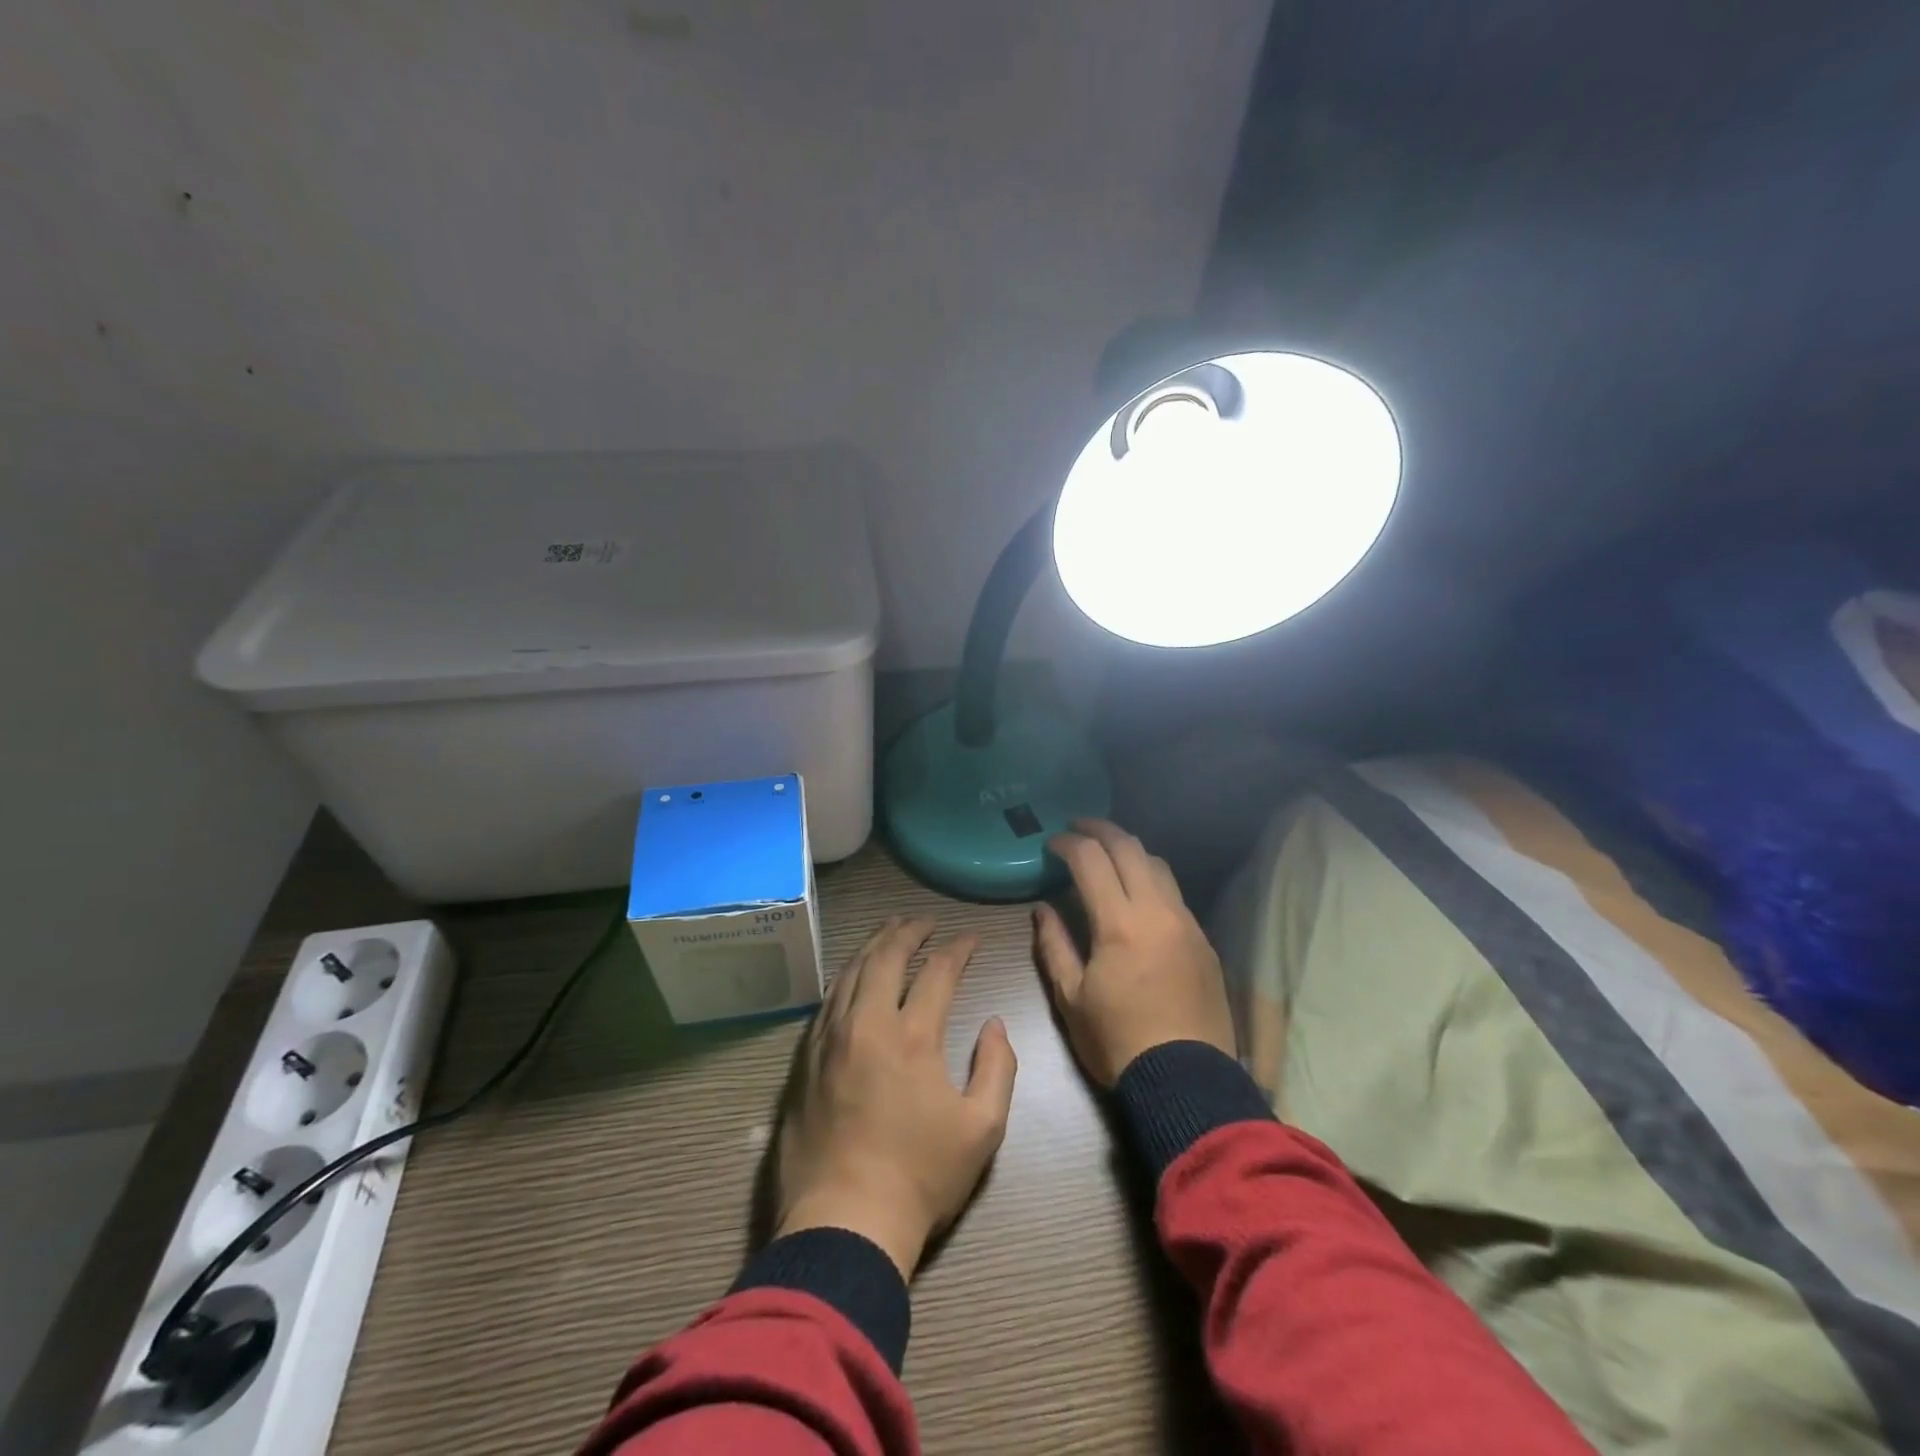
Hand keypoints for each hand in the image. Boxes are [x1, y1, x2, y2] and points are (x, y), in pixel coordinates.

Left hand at [774, 916, 1017, 1279]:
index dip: (958, 949)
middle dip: (909, 930)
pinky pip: (827, 1000)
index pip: (938, 972)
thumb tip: (995, 1023)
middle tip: (925, 920)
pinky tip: (853, 973)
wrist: (843, 1222)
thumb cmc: (921, 1177)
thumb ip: (998, 1067)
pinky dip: (846, 975)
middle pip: (886, 956)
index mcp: (913, 1036)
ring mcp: (830, 1038)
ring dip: (874, 944)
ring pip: (851, 971)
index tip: (971, 939)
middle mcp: (868, 1023)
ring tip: (890, 930)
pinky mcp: (806, 1059)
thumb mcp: (983, 1129)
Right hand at [1035, 819, 1235, 1087]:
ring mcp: (1187, 923)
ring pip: (1159, 865)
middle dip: (1100, 829)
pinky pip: (1175, 894)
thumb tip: (1043, 908)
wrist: (1187, 1081)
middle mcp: (1158, 911)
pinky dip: (1151, 879)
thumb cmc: (1118, 1042)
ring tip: (1108, 855)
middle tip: (1077, 827)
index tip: (1051, 842)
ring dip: (1130, 850)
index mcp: (1120, 923)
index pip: (1091, 860)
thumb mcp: (1071, 998)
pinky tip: (1138, 895)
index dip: (1068, 843)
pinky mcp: (1204, 941)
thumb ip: (1054, 945)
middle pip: (1130, 848)